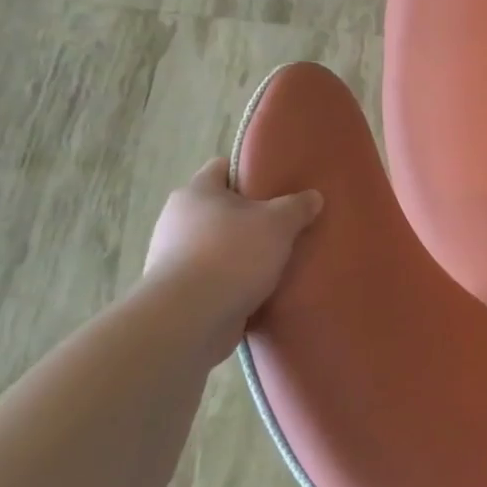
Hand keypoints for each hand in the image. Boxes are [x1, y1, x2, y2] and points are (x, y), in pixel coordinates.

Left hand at [141, 159, 322, 353]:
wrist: (189, 320)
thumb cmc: (232, 255)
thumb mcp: (278, 223)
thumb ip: (297, 206)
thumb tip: (312, 196)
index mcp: (196, 192)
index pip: (222, 167)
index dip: (250, 170)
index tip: (277, 182)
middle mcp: (177, 220)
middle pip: (221, 208)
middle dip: (251, 215)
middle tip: (285, 222)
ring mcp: (173, 257)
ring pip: (218, 243)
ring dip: (242, 250)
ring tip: (277, 258)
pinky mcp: (179, 290)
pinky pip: (214, 275)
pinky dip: (233, 279)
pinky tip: (259, 287)